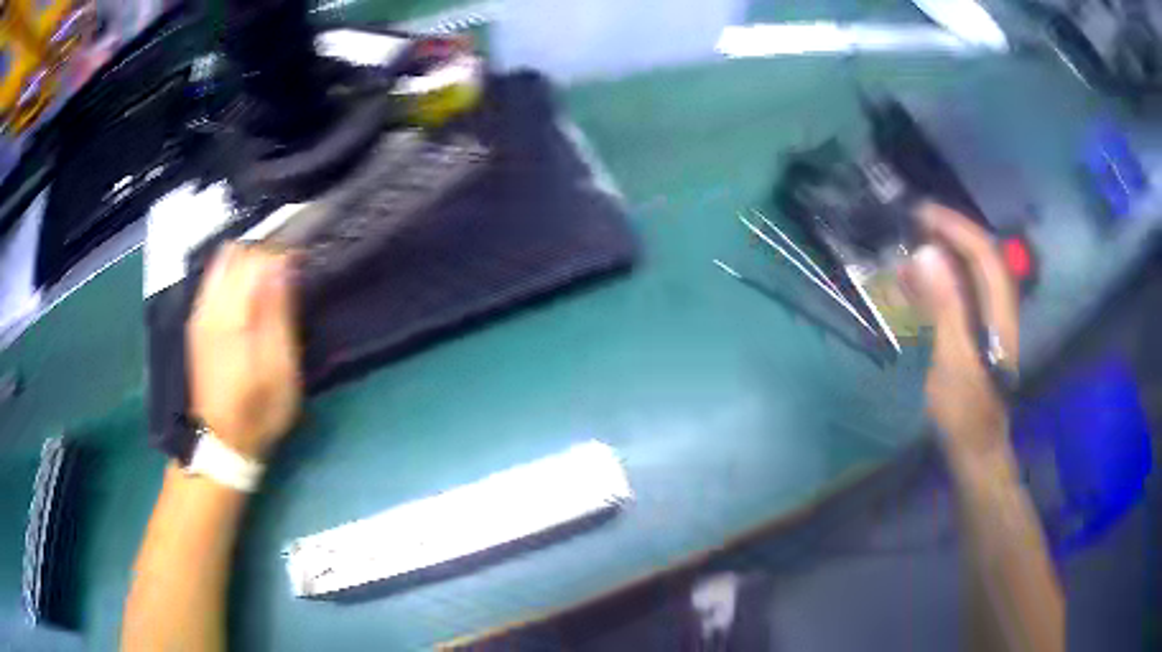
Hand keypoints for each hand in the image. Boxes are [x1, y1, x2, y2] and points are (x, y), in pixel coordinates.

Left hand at [187, 243, 301, 460]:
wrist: (221, 441)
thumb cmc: (259, 411)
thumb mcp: (280, 370)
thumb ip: (278, 314)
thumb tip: (283, 265)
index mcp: (234, 316)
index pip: (257, 258)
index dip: (283, 254)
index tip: (301, 265)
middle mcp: (211, 306)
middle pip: (238, 252)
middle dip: (264, 254)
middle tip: (285, 276)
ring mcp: (200, 312)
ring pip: (223, 261)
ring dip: (248, 263)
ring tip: (267, 284)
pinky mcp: (196, 321)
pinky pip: (213, 279)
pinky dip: (232, 275)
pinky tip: (246, 297)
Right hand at [902, 203, 1018, 458]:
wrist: (975, 450)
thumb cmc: (966, 412)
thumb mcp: (954, 360)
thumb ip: (945, 306)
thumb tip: (927, 254)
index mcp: (999, 312)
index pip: (984, 253)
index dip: (956, 227)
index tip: (923, 214)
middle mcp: (996, 308)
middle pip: (977, 258)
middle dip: (947, 234)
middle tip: (912, 223)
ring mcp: (985, 321)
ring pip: (966, 275)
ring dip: (938, 257)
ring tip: (904, 250)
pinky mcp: (972, 334)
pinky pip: (955, 297)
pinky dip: (933, 283)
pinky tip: (910, 285)